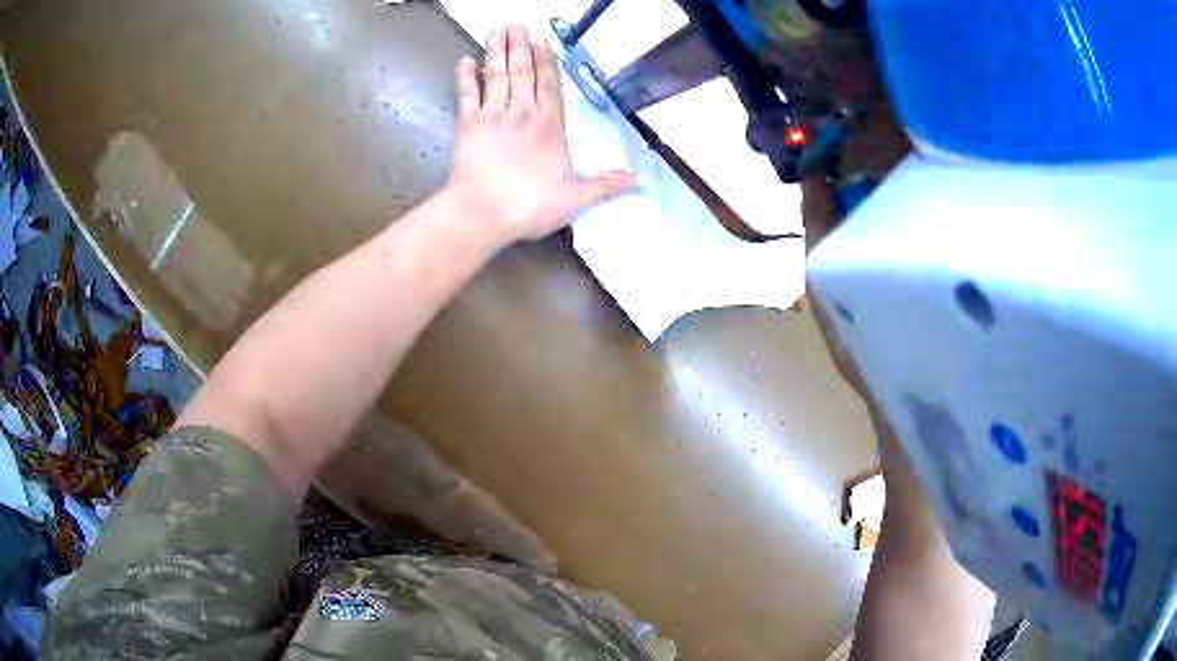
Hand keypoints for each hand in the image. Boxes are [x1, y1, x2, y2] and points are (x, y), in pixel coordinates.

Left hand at [446, 25, 636, 244]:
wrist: (482, 213)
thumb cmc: (529, 206)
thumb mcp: (575, 198)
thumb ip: (605, 185)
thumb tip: (640, 182)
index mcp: (549, 126)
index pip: (549, 85)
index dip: (546, 62)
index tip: (543, 40)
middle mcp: (522, 113)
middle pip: (522, 72)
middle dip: (520, 46)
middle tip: (516, 24)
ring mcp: (492, 116)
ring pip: (497, 76)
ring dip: (498, 51)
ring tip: (498, 30)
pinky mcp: (467, 125)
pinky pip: (466, 95)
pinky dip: (465, 77)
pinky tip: (465, 60)